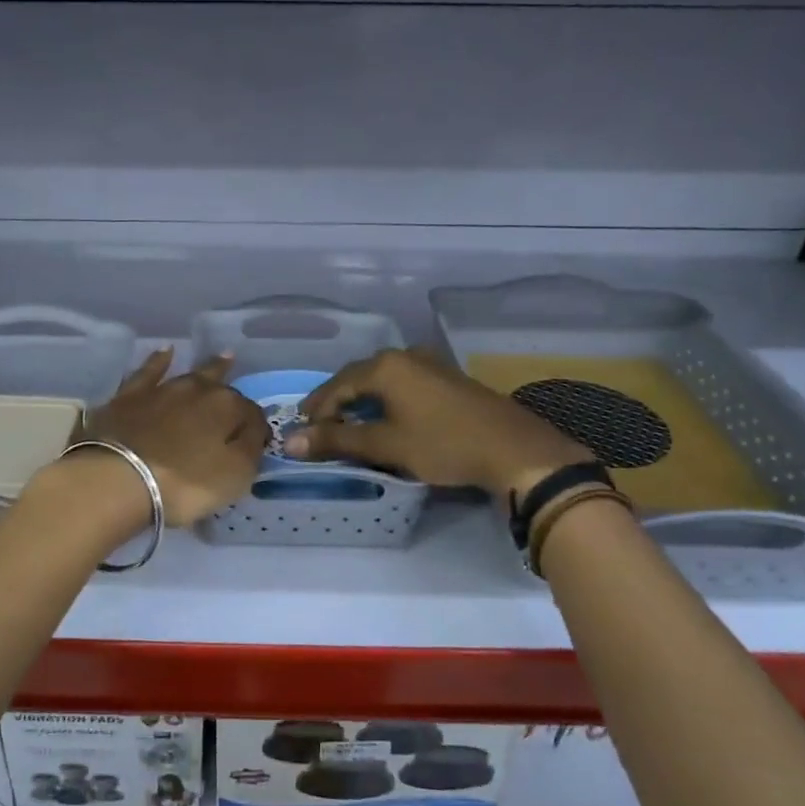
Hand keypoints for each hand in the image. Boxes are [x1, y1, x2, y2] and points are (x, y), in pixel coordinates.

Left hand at [63, 349, 267, 527]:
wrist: (118, 478)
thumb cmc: (184, 484)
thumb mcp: (235, 476)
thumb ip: (250, 449)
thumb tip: (253, 430)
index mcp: (227, 408)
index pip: (251, 414)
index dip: (255, 427)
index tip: (255, 440)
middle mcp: (198, 390)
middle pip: (221, 386)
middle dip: (232, 385)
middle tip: (241, 378)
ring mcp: (161, 389)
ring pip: (189, 374)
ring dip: (206, 368)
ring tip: (220, 358)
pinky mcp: (128, 397)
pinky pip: (148, 372)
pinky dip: (158, 362)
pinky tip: (164, 352)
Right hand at [284, 347, 592, 495]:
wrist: (514, 449)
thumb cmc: (444, 444)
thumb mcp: (385, 445)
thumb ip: (337, 440)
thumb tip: (290, 442)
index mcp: (385, 367)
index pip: (336, 385)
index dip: (317, 409)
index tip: (302, 432)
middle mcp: (405, 356)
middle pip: (357, 377)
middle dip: (336, 401)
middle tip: (320, 426)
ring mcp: (429, 364)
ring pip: (381, 379)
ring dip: (361, 400)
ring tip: (349, 423)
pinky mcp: (447, 378)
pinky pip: (402, 383)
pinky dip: (385, 400)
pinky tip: (386, 417)